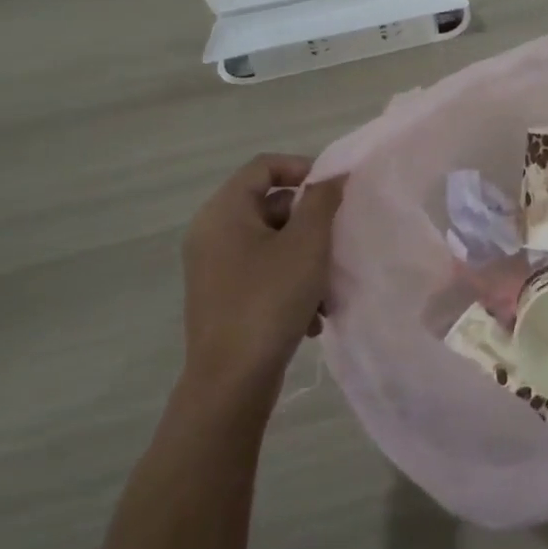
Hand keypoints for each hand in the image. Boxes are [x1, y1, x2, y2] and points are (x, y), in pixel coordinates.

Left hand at [180, 154, 344, 409]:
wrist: (232, 382)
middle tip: (336, 244)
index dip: (303, 168)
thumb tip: (333, 175)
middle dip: (311, 224)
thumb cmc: (269, 300)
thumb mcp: (307, 244)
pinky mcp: (222, 297)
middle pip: (271, 205)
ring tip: (327, 290)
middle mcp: (212, 233)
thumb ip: (322, 201)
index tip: (335, 192)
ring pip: (272, 243)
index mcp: (223, 211)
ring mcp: (214, 267)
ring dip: (306, 259)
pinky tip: (312, 315)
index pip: (265, 166)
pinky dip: (291, 283)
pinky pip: (263, 272)